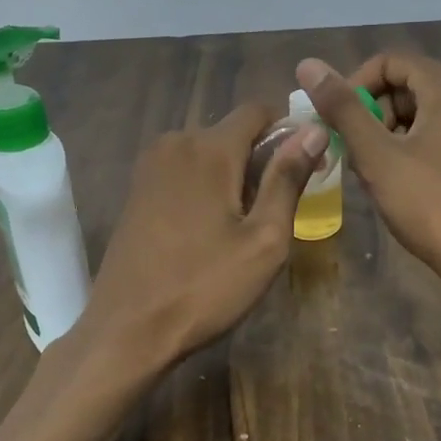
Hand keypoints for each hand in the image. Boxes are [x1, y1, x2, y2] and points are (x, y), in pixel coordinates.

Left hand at [78, 105, 326, 367]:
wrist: (127, 330)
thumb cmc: (205, 287)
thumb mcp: (263, 239)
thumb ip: (288, 179)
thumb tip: (313, 129)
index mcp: (209, 148)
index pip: (257, 110)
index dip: (288, 130)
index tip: (306, 166)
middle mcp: (175, 143)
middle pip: (231, 132)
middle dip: (260, 158)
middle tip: (277, 209)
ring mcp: (149, 167)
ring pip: (207, 153)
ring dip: (233, 175)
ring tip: (244, 225)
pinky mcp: (136, 191)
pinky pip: (183, 171)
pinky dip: (205, 186)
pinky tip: (209, 229)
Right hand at [297, 53, 440, 284]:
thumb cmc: (431, 204)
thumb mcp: (377, 155)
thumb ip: (342, 108)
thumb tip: (308, 65)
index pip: (389, 61)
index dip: (354, 85)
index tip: (337, 122)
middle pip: (406, 86)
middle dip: (371, 114)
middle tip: (354, 153)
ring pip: (421, 114)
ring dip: (389, 136)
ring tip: (374, 174)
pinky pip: (440, 136)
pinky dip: (412, 150)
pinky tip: (401, 185)